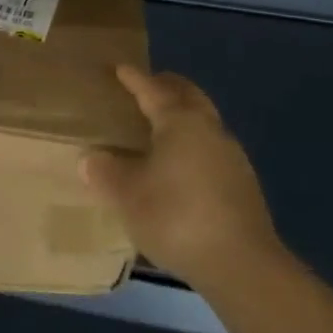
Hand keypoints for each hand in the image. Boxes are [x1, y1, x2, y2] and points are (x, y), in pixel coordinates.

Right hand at [83, 65, 281, 290]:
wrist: (241, 264)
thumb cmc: (177, 216)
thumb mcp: (128, 196)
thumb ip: (106, 173)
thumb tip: (90, 159)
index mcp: (180, 121)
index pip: (152, 89)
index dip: (134, 78)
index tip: (121, 68)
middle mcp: (209, 128)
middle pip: (188, 95)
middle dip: (167, 86)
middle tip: (146, 87)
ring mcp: (231, 155)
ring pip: (203, 121)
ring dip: (183, 116)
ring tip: (159, 128)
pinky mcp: (243, 183)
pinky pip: (211, 147)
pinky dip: (193, 144)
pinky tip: (180, 166)